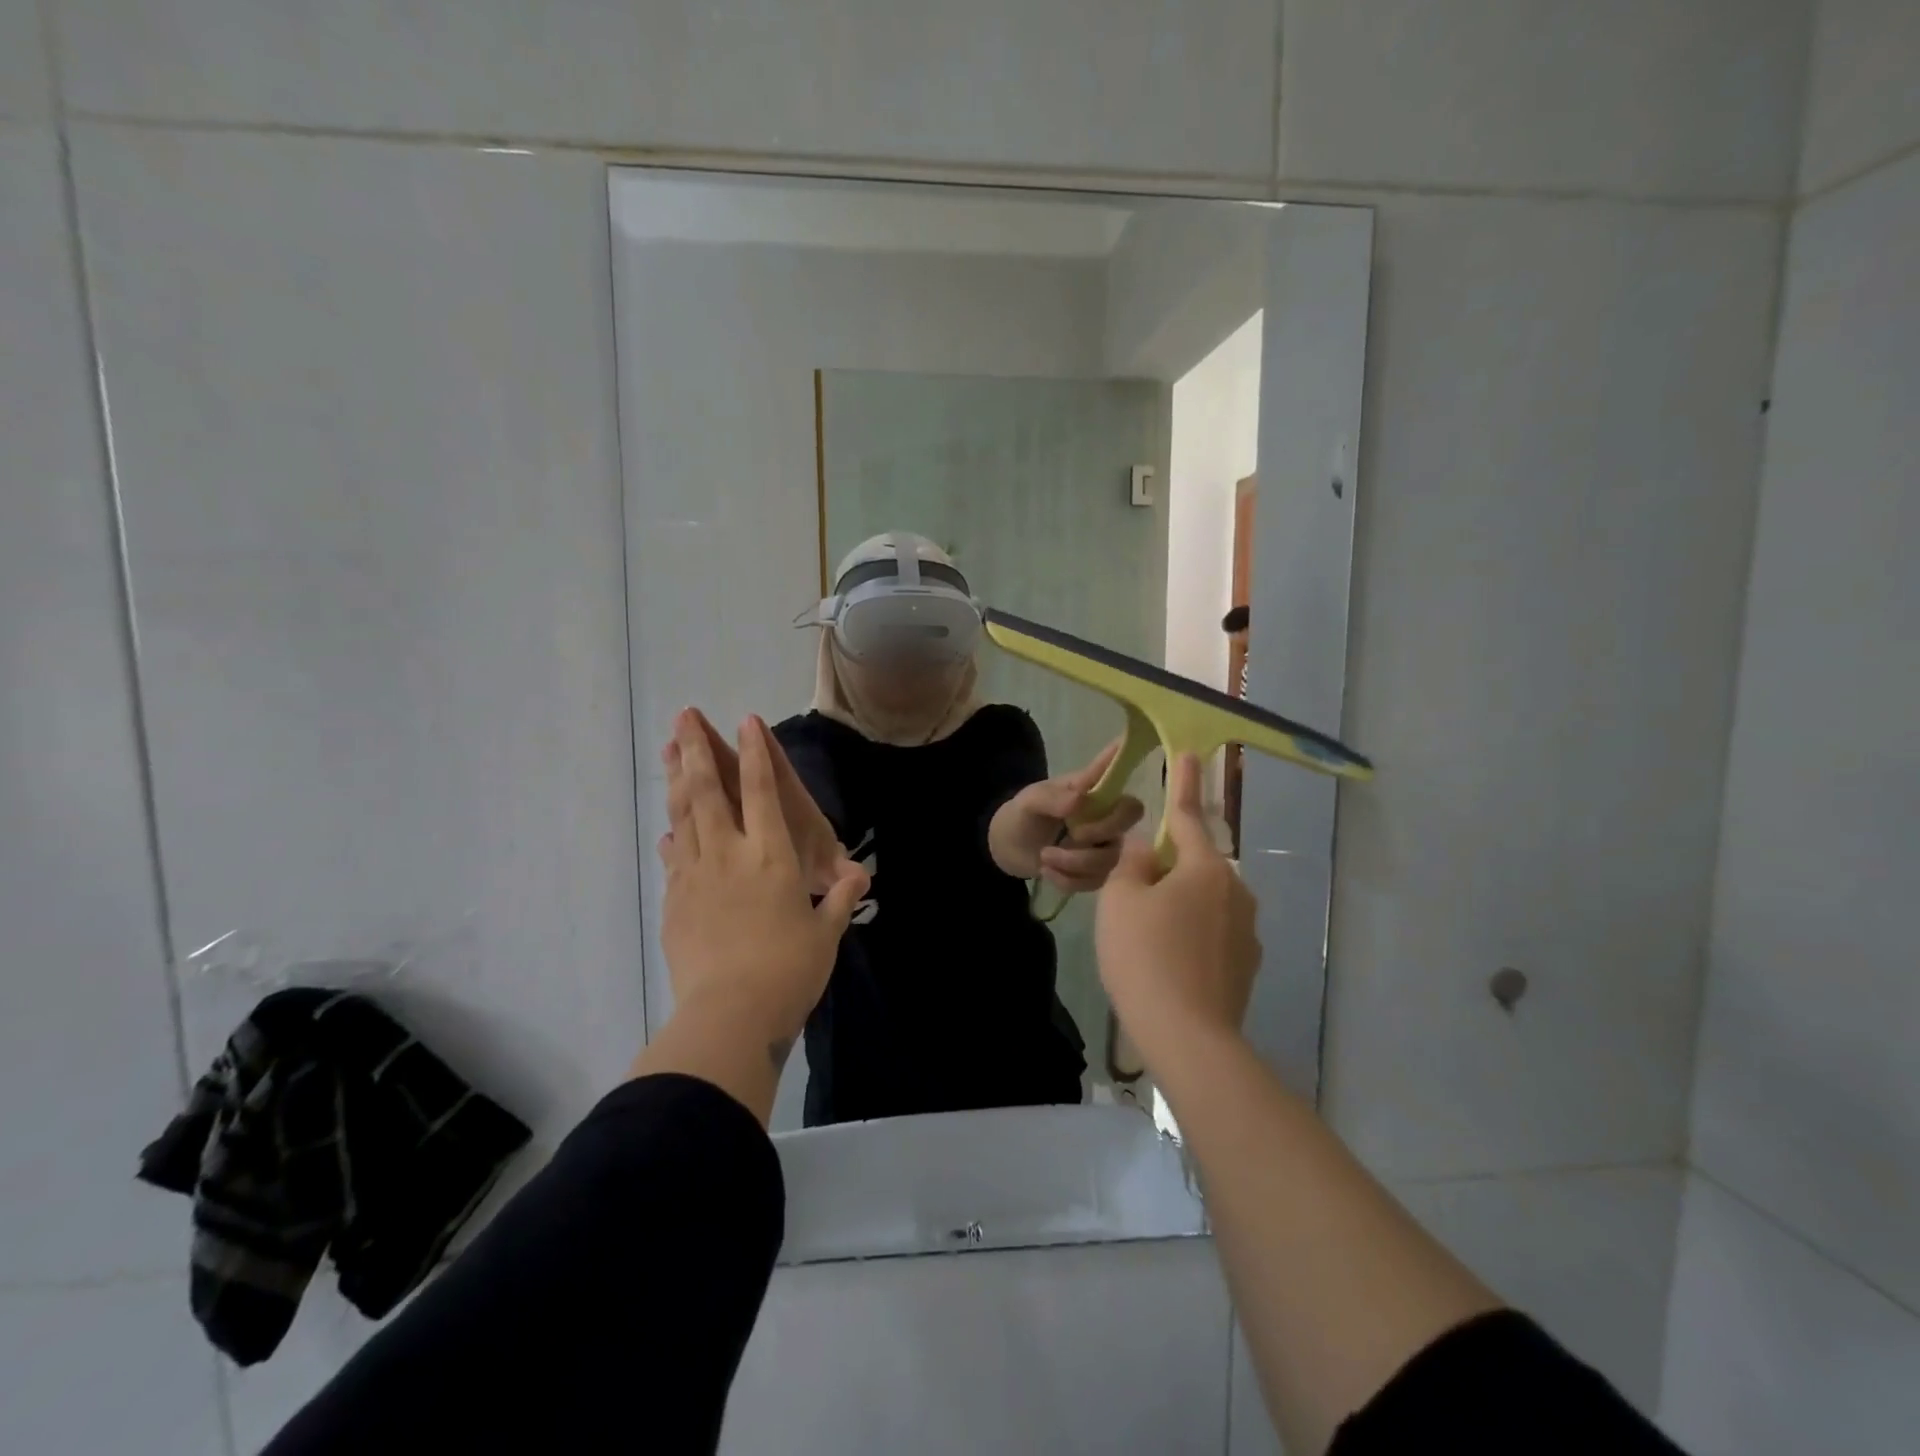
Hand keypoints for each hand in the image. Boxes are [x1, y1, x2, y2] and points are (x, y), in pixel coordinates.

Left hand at [659, 710, 868, 1047]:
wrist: (729, 1015)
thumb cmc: (789, 970)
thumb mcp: (825, 934)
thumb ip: (839, 900)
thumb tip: (860, 877)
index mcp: (772, 856)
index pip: (762, 791)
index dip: (755, 753)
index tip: (745, 721)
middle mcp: (730, 854)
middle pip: (708, 791)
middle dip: (695, 749)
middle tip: (683, 716)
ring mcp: (695, 876)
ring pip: (683, 816)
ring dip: (675, 780)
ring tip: (666, 750)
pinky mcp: (675, 902)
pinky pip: (673, 858)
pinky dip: (672, 837)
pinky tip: (667, 829)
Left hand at [989, 739, 1145, 890]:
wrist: (1010, 847)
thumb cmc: (1024, 814)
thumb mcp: (1031, 801)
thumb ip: (1053, 798)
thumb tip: (1081, 799)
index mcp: (1093, 789)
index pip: (1119, 773)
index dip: (1130, 761)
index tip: (1135, 745)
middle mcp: (1106, 815)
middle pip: (1129, 818)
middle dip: (1100, 831)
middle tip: (1071, 834)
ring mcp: (1105, 845)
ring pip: (1110, 858)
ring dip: (1074, 862)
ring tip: (1044, 856)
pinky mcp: (1097, 873)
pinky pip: (1095, 881)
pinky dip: (1067, 879)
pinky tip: (1047, 871)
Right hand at [1095, 753, 1259, 1062]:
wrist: (1188, 1037)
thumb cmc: (1145, 956)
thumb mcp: (1121, 900)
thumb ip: (1133, 863)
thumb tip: (1148, 848)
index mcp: (1205, 868)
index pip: (1189, 815)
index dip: (1184, 783)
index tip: (1190, 753)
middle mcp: (1236, 891)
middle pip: (1194, 864)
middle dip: (1166, 868)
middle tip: (1132, 895)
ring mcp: (1246, 931)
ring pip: (1204, 901)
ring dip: (1178, 905)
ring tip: (1146, 939)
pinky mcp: (1246, 964)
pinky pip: (1212, 933)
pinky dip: (1190, 936)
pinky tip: (1168, 963)